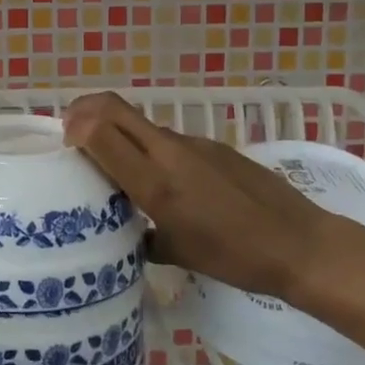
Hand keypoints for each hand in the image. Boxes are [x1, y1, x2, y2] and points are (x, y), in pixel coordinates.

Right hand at [63, 92, 327, 302]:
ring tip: (117, 165)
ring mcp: (193, 143)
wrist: (299, 243)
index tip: (66, 146)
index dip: (74, 127)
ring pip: (141, 123)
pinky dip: (150, 147)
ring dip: (118, 131)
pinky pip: (169, 138)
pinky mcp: (213, 145)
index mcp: (154, 181)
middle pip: (113, 107)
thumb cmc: (235, 257)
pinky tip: (167, 180)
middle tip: (73, 133)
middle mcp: (168, 151)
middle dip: (84, 110)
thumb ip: (142, 235)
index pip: (98, 130)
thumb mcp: (178, 253)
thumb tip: (126, 233)